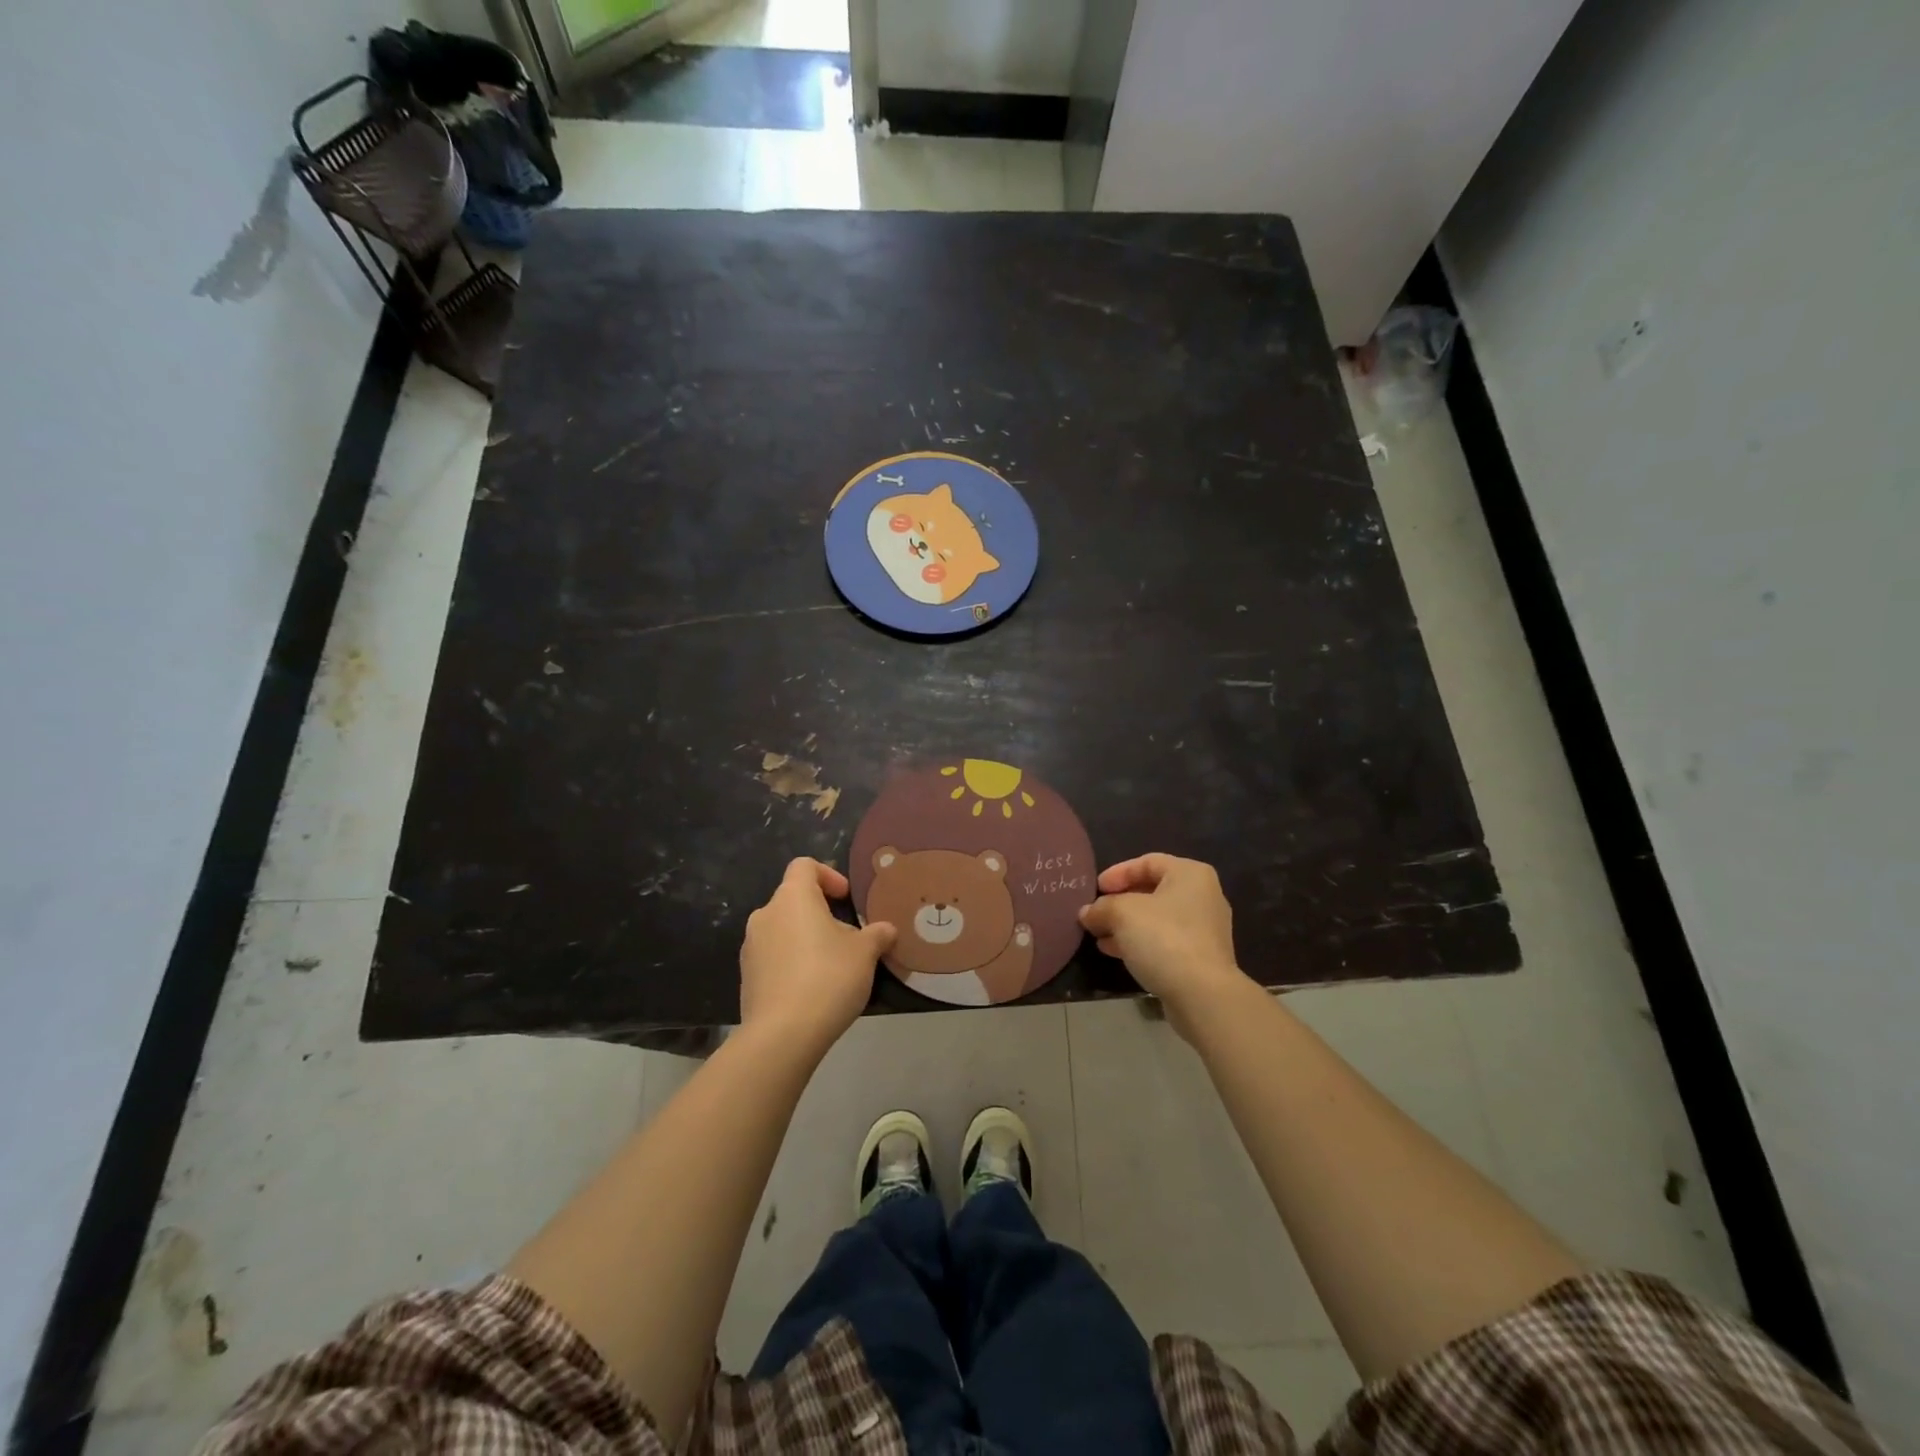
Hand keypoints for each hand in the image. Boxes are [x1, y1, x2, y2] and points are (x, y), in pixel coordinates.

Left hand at [740, 859, 895, 1050]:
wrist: (782, 1035)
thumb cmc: (828, 978)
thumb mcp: (865, 954)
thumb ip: (877, 935)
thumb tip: (886, 929)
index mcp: (792, 898)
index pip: (804, 866)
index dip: (827, 875)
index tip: (846, 898)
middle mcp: (765, 914)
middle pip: (794, 899)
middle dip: (821, 913)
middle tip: (847, 938)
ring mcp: (751, 947)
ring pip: (783, 929)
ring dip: (806, 938)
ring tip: (832, 966)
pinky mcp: (746, 976)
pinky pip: (773, 957)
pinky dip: (792, 962)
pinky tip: (812, 989)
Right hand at [1079, 854, 1247, 1035]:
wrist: (1202, 994)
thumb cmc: (1164, 938)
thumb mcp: (1122, 914)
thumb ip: (1101, 908)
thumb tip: (1087, 913)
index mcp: (1190, 874)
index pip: (1147, 862)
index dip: (1117, 873)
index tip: (1095, 889)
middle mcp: (1203, 896)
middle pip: (1152, 890)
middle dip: (1120, 902)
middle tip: (1096, 912)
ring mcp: (1205, 929)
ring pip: (1157, 918)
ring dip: (1126, 925)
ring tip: (1099, 935)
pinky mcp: (1201, 957)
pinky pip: (1165, 940)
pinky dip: (1140, 942)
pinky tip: (1115, 952)